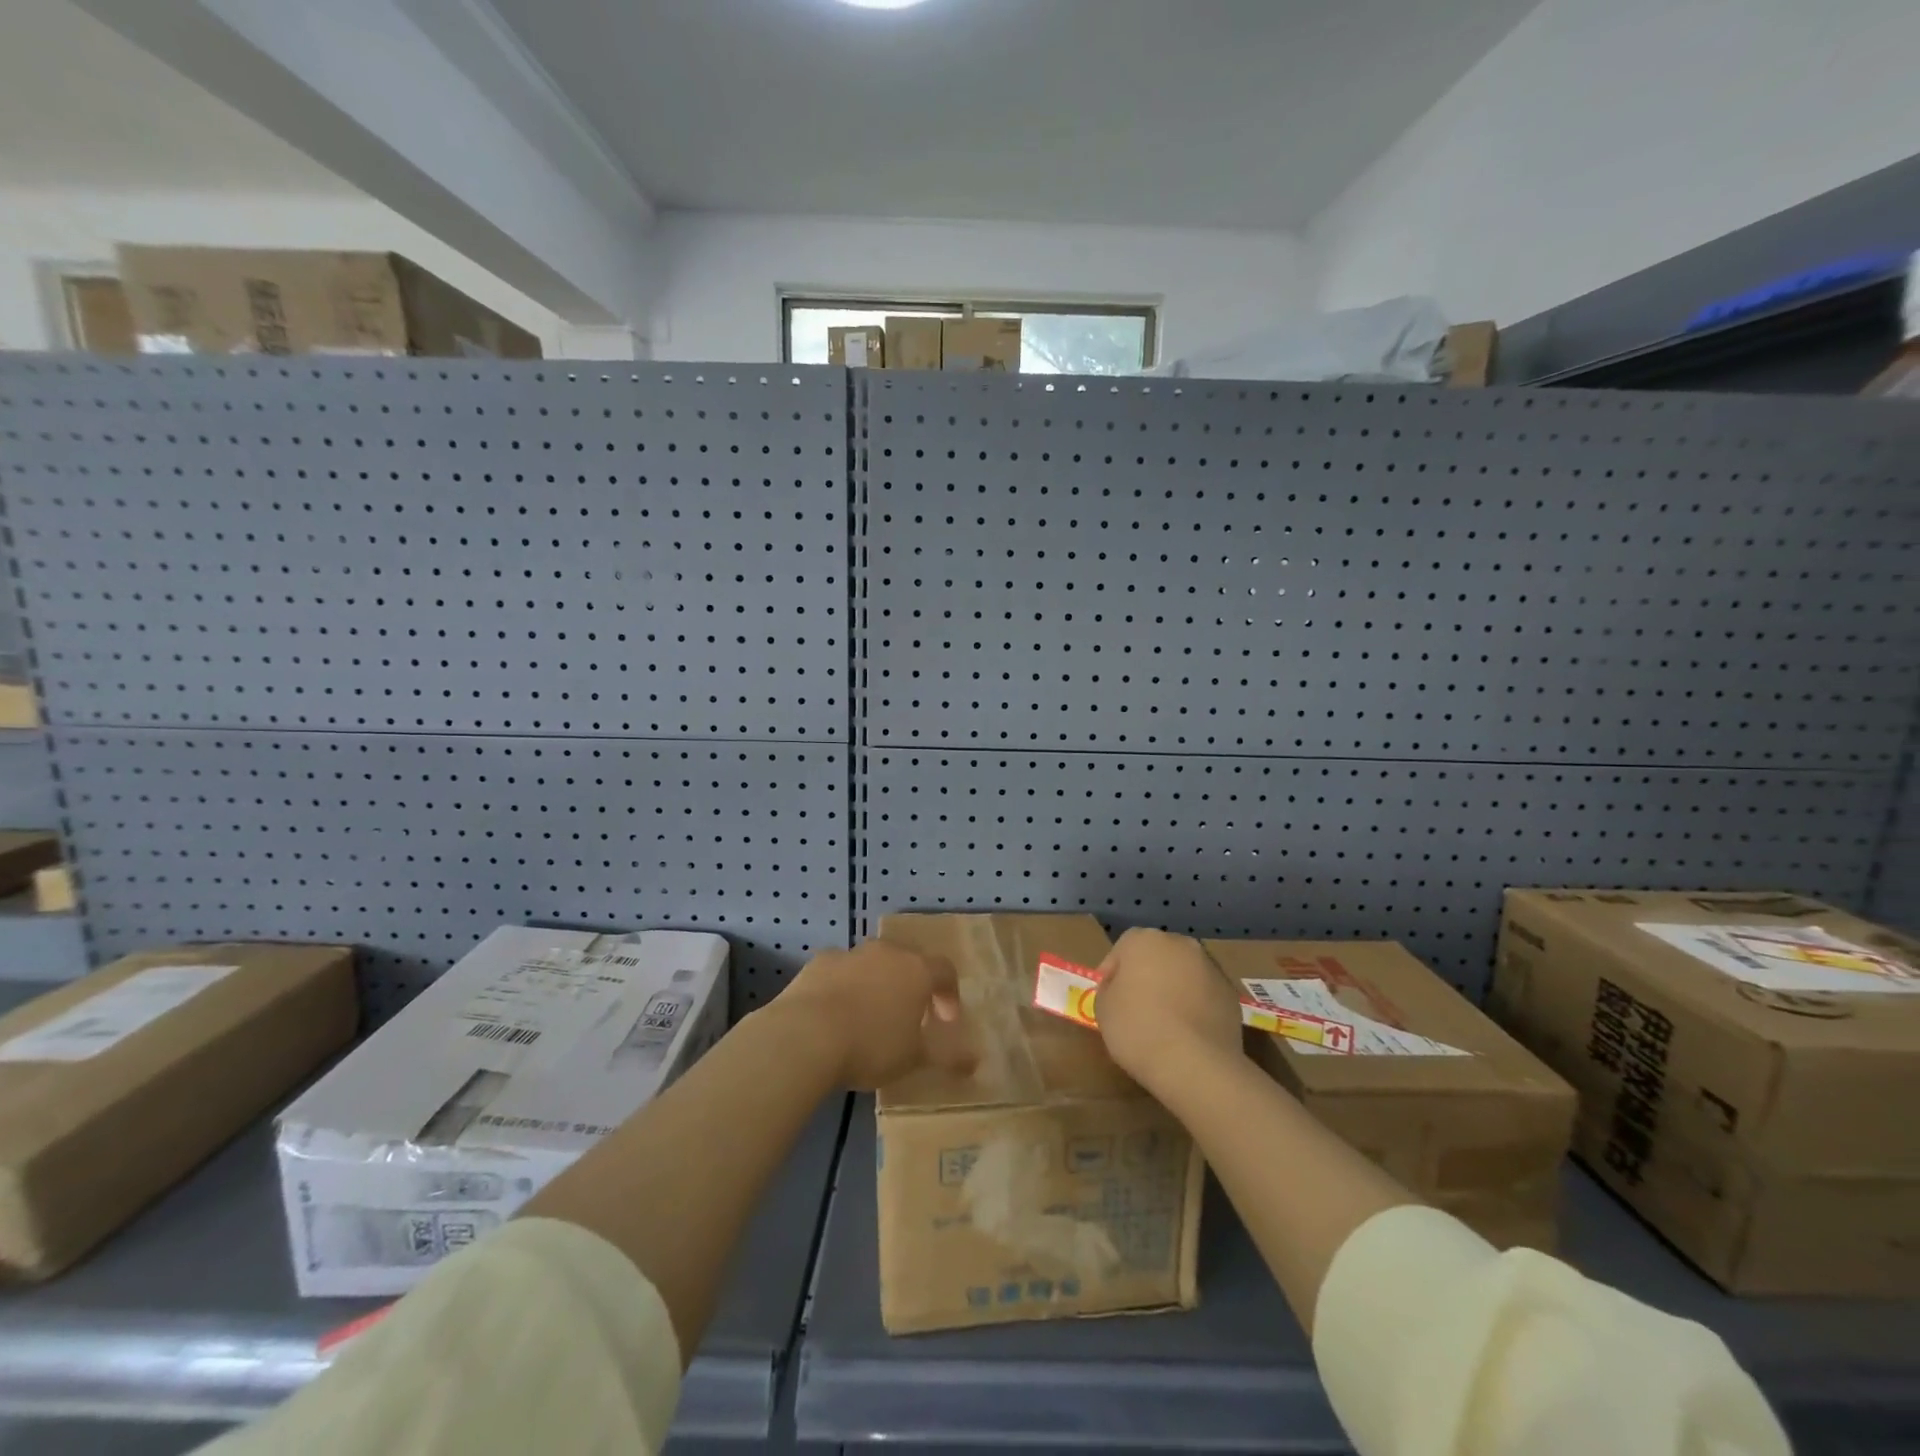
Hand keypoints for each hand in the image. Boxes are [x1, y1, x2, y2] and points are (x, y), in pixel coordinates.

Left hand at [774, 940, 970, 1089]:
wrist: (806, 1034)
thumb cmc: (871, 1045)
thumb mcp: (914, 1058)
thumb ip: (947, 1057)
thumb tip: (974, 1062)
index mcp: (917, 970)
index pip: (945, 970)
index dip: (949, 994)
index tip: (945, 1021)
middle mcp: (887, 952)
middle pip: (908, 961)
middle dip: (912, 985)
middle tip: (909, 1016)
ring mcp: (851, 953)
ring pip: (873, 963)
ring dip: (877, 983)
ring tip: (869, 1015)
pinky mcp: (820, 961)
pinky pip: (841, 971)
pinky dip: (845, 985)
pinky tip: (835, 1013)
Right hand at [1094, 928, 1245, 1090]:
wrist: (1195, 1063)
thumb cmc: (1138, 1029)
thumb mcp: (1103, 1008)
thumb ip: (1110, 988)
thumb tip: (1122, 987)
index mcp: (1144, 939)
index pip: (1121, 950)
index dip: (1113, 975)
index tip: (1111, 999)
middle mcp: (1179, 943)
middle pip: (1156, 956)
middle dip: (1147, 976)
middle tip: (1138, 1008)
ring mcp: (1210, 966)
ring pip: (1183, 973)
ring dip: (1174, 989)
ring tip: (1166, 1024)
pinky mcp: (1231, 993)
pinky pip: (1204, 994)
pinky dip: (1196, 1005)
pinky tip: (1189, 1033)